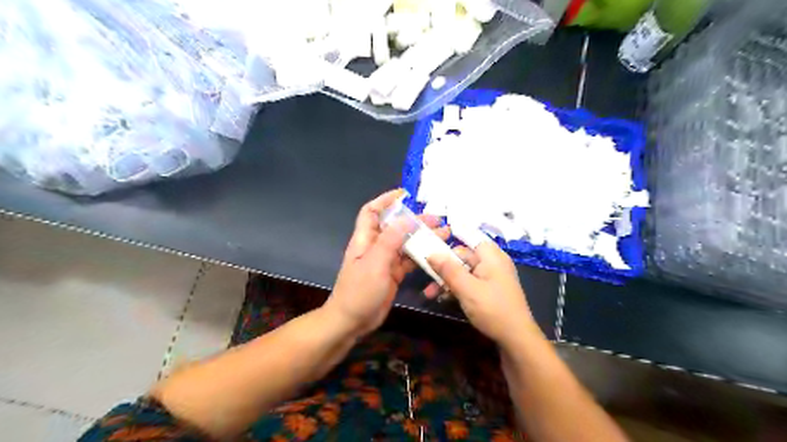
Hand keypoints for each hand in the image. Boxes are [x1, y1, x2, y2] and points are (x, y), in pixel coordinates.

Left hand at [326, 188, 447, 337]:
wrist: (352, 321)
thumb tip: (406, 218)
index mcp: (365, 239)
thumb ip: (390, 240)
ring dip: (422, 238)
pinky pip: (408, 261)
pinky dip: (421, 256)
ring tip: (443, 234)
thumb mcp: (375, 263)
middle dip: (414, 220)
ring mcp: (385, 261)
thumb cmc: (359, 291)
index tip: (404, 195)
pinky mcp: (393, 274)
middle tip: (436, 220)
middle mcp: (375, 246)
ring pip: (405, 243)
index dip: (385, 200)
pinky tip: (435, 254)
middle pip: (395, 227)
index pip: (372, 212)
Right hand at [425, 240, 541, 346]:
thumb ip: (448, 270)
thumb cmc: (492, 309)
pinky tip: (442, 298)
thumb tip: (431, 253)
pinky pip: (470, 283)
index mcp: (491, 256)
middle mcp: (492, 263)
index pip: (469, 237)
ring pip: (464, 272)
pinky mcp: (489, 292)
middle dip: (444, 266)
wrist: (516, 339)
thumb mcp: (466, 288)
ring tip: (429, 293)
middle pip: (464, 257)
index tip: (431, 243)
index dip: (451, 239)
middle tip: (426, 276)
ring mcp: (492, 278)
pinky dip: (456, 288)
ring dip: (447, 280)